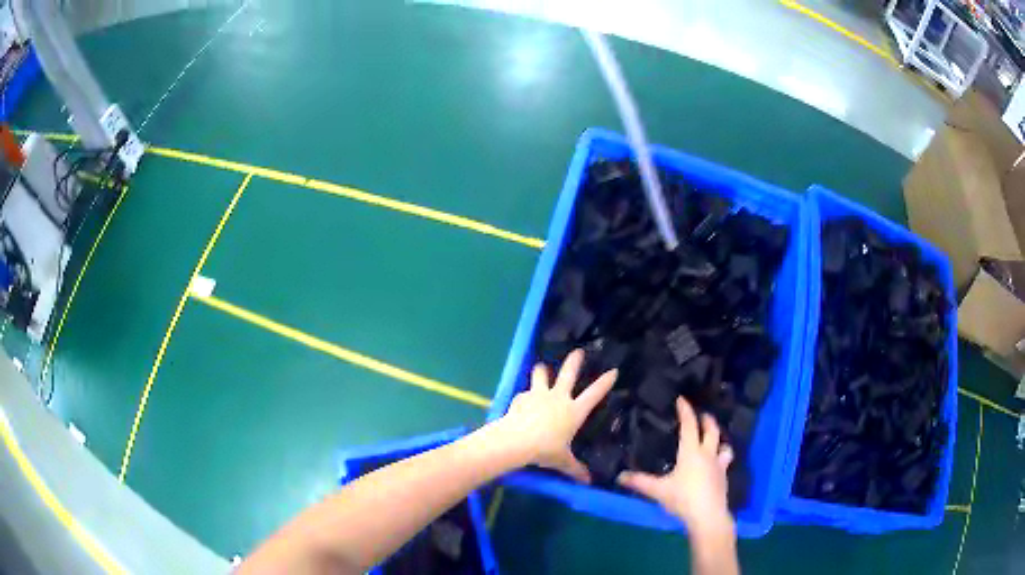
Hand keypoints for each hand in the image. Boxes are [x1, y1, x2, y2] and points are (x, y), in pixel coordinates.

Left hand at [498, 349, 616, 482]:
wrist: (516, 440)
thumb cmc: (545, 450)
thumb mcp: (562, 461)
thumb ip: (575, 469)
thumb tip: (588, 482)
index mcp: (574, 411)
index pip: (594, 394)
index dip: (605, 382)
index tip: (613, 371)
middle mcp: (558, 397)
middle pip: (568, 373)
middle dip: (574, 361)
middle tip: (578, 351)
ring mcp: (539, 394)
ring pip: (541, 375)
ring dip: (542, 370)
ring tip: (541, 367)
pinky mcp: (522, 397)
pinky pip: (524, 393)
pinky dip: (525, 396)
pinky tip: (522, 402)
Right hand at [617, 397, 733, 533]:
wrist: (708, 515)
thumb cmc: (683, 498)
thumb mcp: (658, 490)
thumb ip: (640, 482)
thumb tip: (619, 476)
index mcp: (691, 452)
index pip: (690, 425)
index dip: (686, 411)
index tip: (682, 400)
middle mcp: (707, 454)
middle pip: (711, 430)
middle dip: (707, 419)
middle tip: (701, 414)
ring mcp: (718, 465)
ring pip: (723, 445)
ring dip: (719, 439)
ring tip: (713, 439)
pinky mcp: (723, 477)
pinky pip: (724, 461)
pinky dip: (721, 457)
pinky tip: (715, 464)